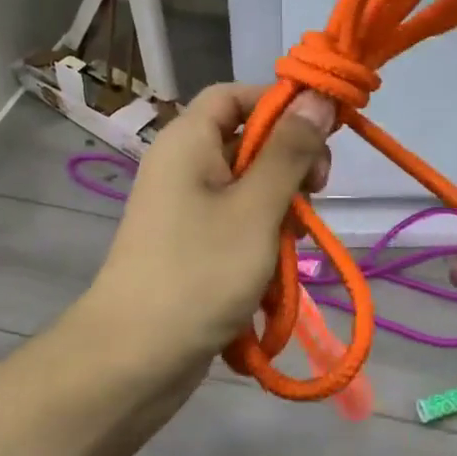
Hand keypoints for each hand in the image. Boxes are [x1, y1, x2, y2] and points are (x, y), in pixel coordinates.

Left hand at [81, 84, 335, 390]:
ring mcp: (185, 209)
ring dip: (281, 209)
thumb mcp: (256, 208)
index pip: (236, 95)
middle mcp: (183, 166)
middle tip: (318, 193)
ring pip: (249, 188)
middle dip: (289, 164)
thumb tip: (317, 97)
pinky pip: (237, 224)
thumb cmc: (199, 273)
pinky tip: (276, 273)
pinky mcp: (191, 246)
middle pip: (247, 141)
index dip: (280, 103)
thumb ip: (290, 151)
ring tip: (296, 244)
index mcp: (188, 141)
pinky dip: (262, 240)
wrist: (133, 360)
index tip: (323, 131)